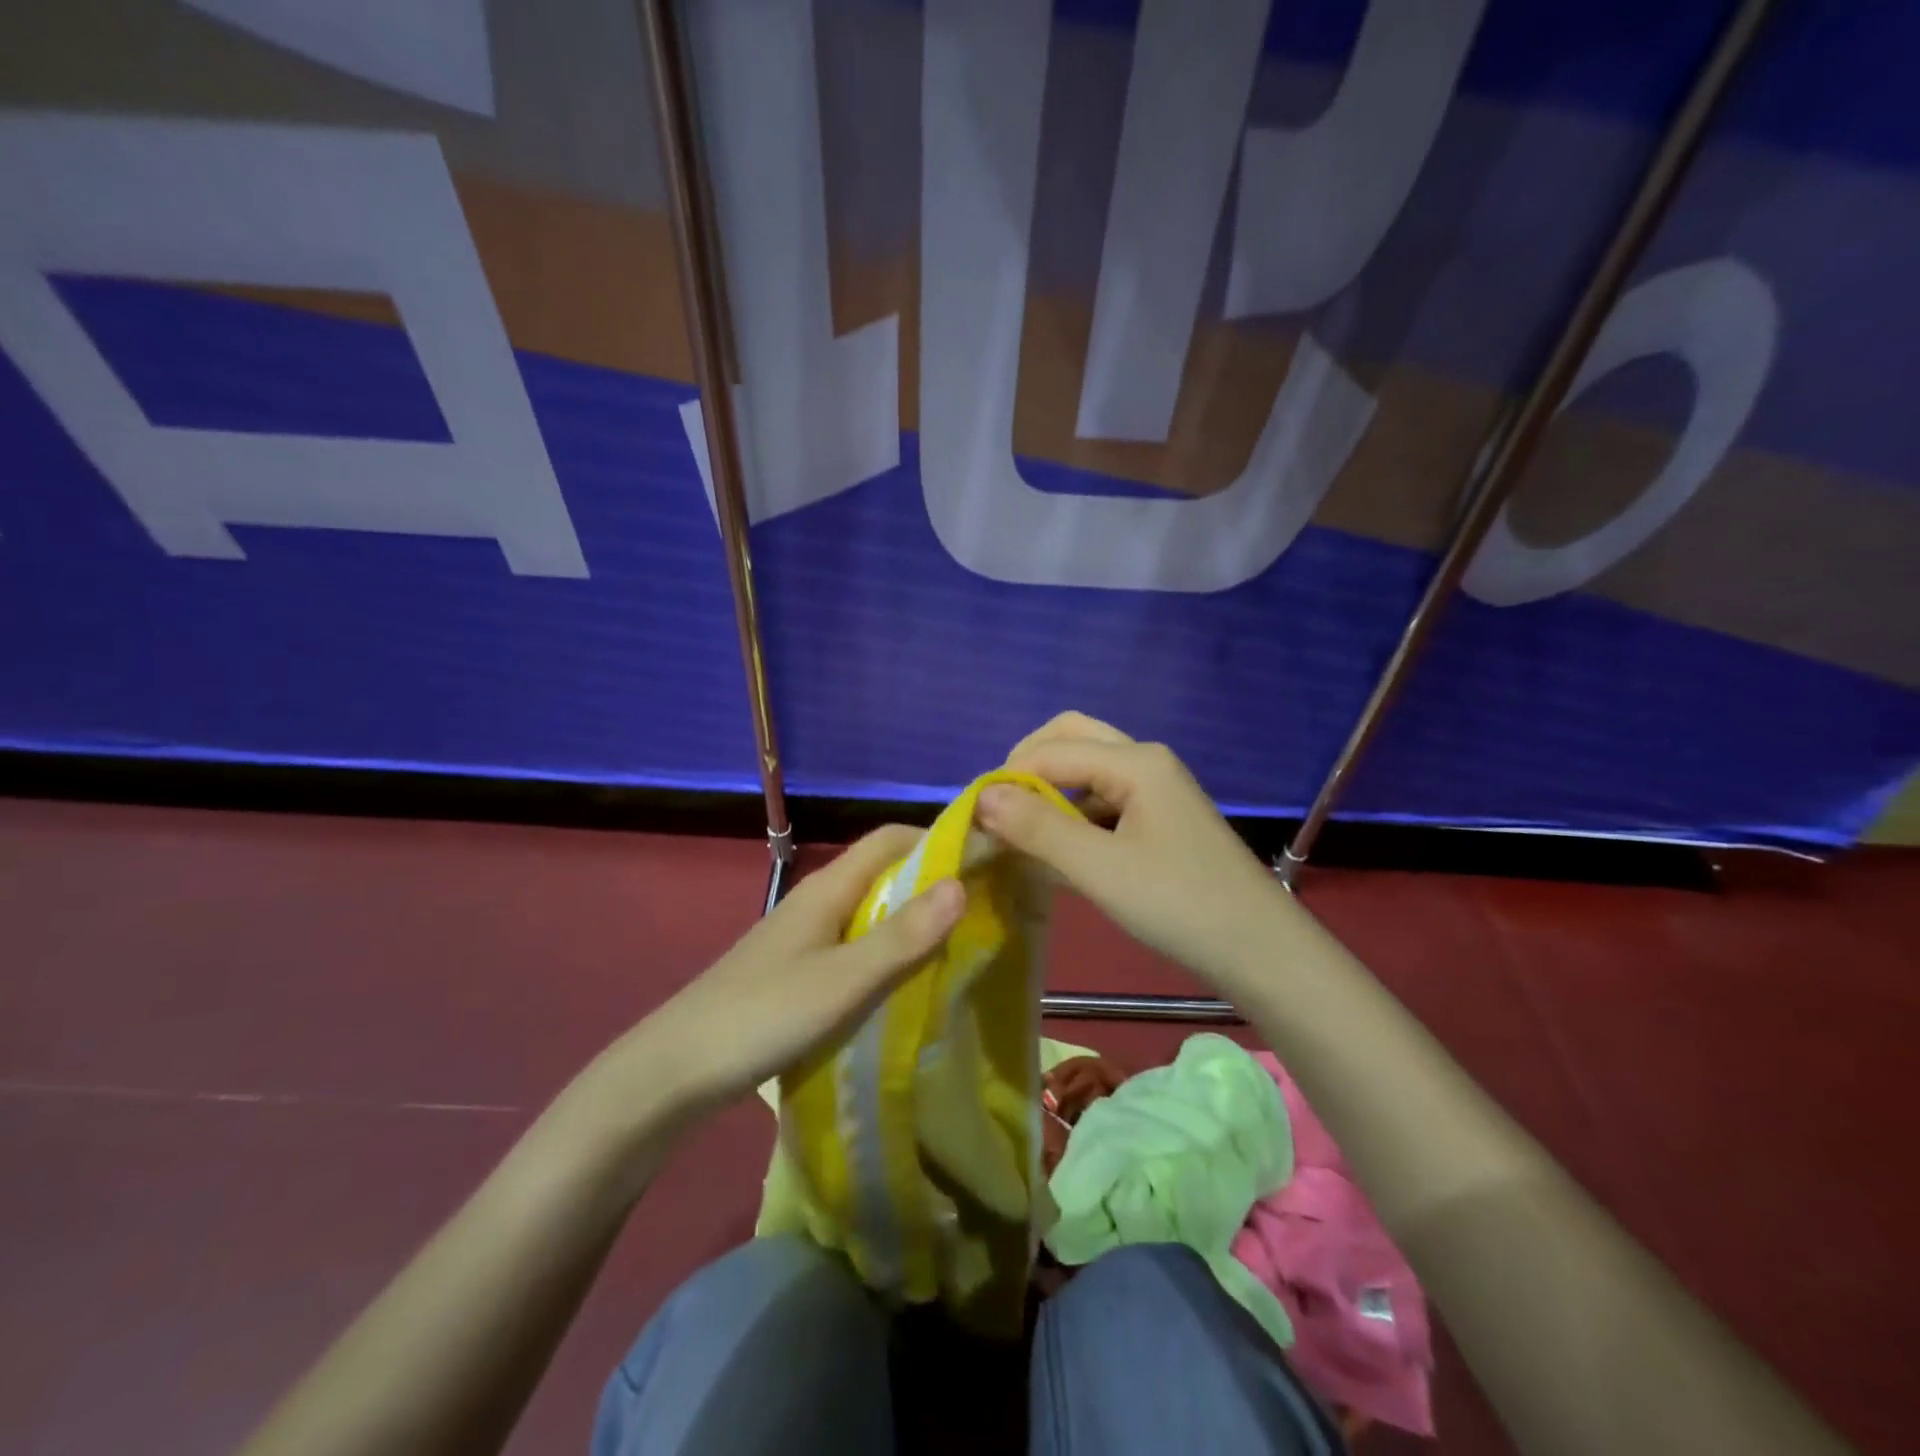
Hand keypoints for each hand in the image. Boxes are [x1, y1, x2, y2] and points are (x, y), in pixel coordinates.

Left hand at [629, 826, 964, 1116]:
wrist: (675, 1071)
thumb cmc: (763, 1016)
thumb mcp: (843, 981)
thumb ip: (902, 937)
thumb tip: (961, 884)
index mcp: (829, 888)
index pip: (891, 839)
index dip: (938, 840)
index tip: (985, 862)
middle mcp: (818, 901)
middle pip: (883, 872)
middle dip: (933, 882)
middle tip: (984, 910)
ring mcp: (805, 935)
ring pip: (870, 911)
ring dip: (912, 919)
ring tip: (958, 946)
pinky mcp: (797, 968)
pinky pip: (854, 943)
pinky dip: (887, 950)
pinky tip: (905, 983)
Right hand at [976, 712, 1291, 990]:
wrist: (1261, 951)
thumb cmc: (1179, 905)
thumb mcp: (1099, 869)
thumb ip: (1038, 828)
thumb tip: (981, 797)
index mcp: (1135, 761)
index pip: (1050, 752)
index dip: (1007, 779)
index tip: (972, 818)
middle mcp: (1146, 761)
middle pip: (1071, 739)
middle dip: (1028, 765)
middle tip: (999, 808)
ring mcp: (1157, 789)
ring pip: (1088, 769)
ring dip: (1050, 789)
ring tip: (1019, 829)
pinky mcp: (1161, 818)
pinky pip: (1105, 798)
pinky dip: (1073, 812)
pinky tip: (1059, 848)